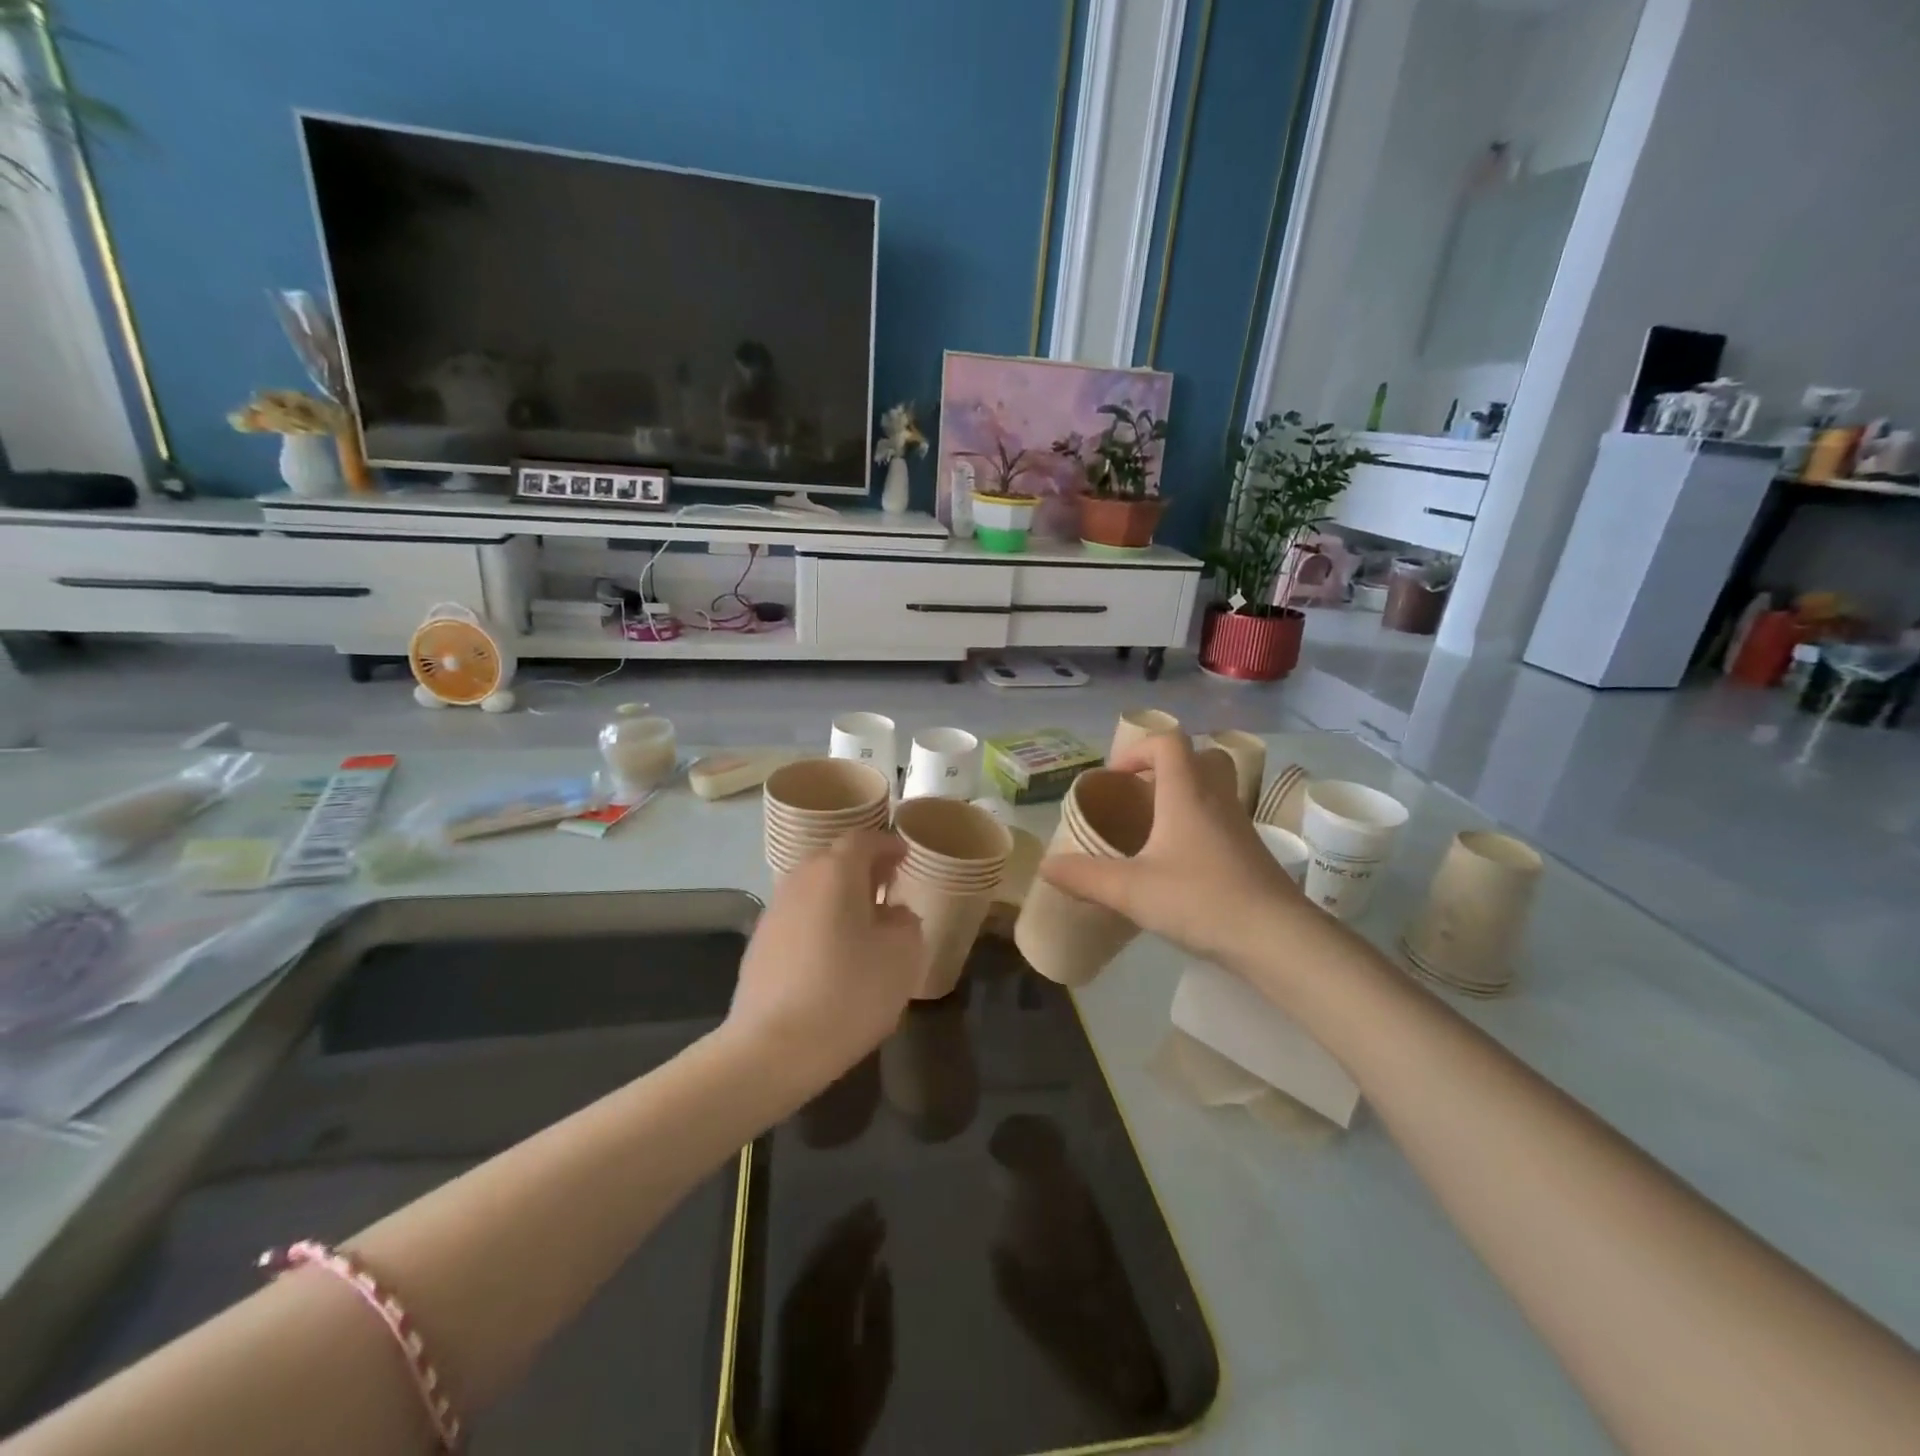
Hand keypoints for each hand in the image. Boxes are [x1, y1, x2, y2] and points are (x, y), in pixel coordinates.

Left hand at [725, 830, 924, 1096]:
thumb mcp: (901, 957)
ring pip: (814, 889)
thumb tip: (893, 914)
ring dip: (840, 896)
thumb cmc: (847, 993)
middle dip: (863, 869)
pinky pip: (799, 917)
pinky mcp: (759, 944)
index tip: (906, 856)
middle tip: (888, 888)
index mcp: (836, 872)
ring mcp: (774, 912)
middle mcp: (800, 880)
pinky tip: (833, 954)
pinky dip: (820, 921)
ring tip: (864, 924)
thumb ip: (906, 923)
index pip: (863, 839)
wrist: (771, 1048)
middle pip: (834, 859)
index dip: (887, 844)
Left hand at [774, 1199, 894, 1454]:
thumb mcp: (879, 1368)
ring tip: (855, 1216)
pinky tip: (832, 1244)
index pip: (850, 1263)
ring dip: (835, 1234)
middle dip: (851, 1227)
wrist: (807, 1442)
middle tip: (871, 1205)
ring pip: (815, 1259)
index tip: (882, 1217)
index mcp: (835, 1316)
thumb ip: (881, 1316)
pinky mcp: (787, 1317)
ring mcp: (794, 1310)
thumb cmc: (850, 1408)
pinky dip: (820, 1252)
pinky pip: (805, 1272)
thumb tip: (882, 1268)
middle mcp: (810, 1306)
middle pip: (830, 1255)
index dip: (865, 1237)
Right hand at [1040, 733, 1325, 972]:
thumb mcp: (1131, 890)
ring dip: (1185, 793)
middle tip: (1139, 796)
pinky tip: (1180, 861)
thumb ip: (1085, 876)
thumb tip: (1045, 867)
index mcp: (1186, 793)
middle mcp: (1217, 798)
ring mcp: (1239, 824)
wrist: (1277, 938)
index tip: (1114, 780)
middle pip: (1199, 756)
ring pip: (1215, 786)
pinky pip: (1223, 817)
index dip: (1137, 750)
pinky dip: (1200, 822)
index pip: (1168, 742)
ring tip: (1155, 827)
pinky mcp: (1251, 851)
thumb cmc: (1201, 900)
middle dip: (1166, 767)